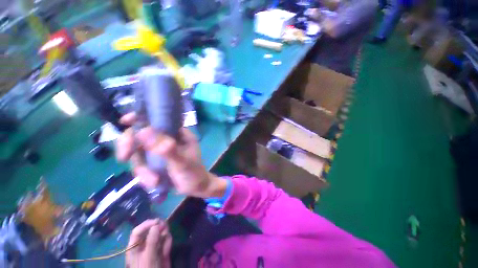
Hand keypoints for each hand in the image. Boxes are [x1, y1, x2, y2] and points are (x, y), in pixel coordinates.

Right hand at [116, 113, 226, 197]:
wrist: (196, 188)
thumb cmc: (193, 174)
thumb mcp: (181, 162)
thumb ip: (166, 149)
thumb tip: (143, 130)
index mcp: (179, 134)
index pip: (159, 120)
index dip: (141, 118)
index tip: (125, 121)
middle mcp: (169, 139)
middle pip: (142, 135)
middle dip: (130, 147)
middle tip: (124, 157)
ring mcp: (161, 150)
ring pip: (139, 153)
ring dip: (141, 169)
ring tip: (153, 181)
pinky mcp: (155, 161)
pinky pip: (141, 164)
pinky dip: (144, 175)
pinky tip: (153, 183)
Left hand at [125, 219, 171, 267]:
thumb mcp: (148, 259)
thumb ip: (151, 242)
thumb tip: (156, 224)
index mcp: (134, 248)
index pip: (137, 231)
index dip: (147, 224)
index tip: (158, 222)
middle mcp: (143, 245)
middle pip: (150, 229)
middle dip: (159, 228)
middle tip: (165, 230)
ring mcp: (153, 247)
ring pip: (160, 233)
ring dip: (165, 236)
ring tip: (165, 248)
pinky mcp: (161, 249)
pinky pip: (166, 240)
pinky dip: (168, 243)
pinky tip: (167, 252)